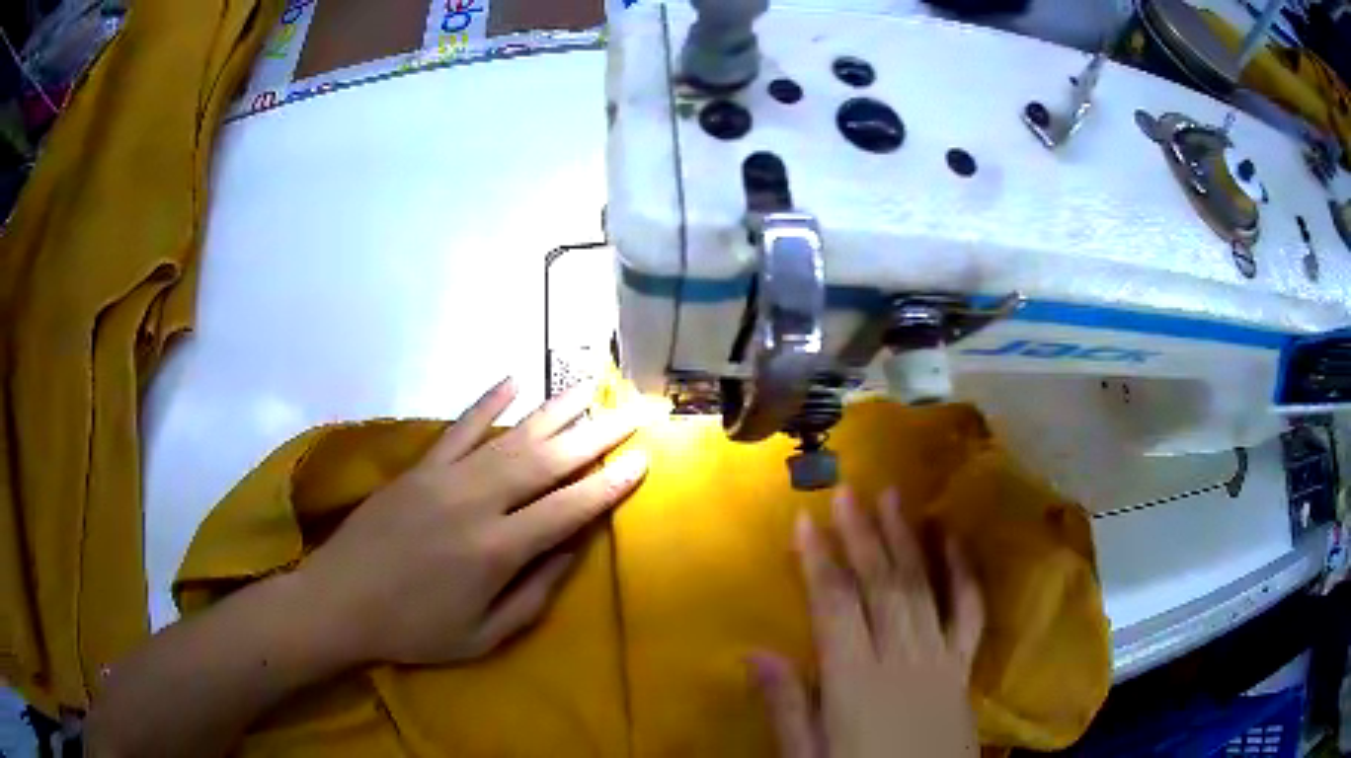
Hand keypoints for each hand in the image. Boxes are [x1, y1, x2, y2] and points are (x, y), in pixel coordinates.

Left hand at [297, 378, 647, 666]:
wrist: (340, 602)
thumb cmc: (414, 629)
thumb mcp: (483, 635)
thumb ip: (534, 594)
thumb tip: (572, 551)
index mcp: (497, 550)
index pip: (568, 509)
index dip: (609, 484)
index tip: (642, 459)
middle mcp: (477, 503)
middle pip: (548, 461)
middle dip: (596, 435)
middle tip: (631, 411)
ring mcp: (444, 477)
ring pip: (510, 436)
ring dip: (554, 410)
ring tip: (590, 387)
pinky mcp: (419, 467)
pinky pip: (458, 427)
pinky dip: (487, 402)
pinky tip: (513, 380)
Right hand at [751, 488, 984, 757]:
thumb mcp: (808, 757)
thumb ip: (786, 706)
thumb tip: (754, 653)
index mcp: (855, 681)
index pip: (835, 606)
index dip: (819, 561)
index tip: (805, 520)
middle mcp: (900, 657)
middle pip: (881, 586)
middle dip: (863, 535)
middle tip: (849, 491)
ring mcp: (939, 657)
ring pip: (922, 587)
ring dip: (907, 540)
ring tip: (894, 498)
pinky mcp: (964, 666)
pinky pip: (968, 610)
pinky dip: (963, 572)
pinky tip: (953, 540)